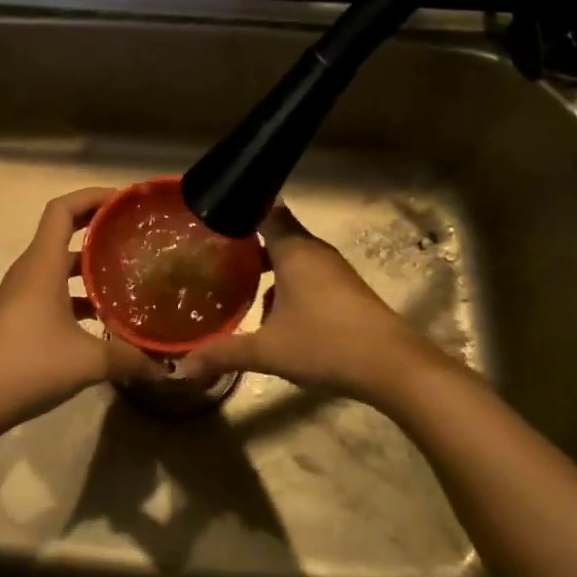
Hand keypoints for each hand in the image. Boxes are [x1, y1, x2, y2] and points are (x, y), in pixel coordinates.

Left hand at [0, 187, 160, 430]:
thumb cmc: (29, 365)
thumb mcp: (88, 361)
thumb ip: (130, 358)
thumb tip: (166, 366)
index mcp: (43, 264)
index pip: (63, 209)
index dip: (92, 196)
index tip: (125, 201)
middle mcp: (31, 269)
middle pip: (63, 230)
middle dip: (98, 226)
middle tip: (134, 232)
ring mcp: (22, 292)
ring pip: (59, 263)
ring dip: (90, 262)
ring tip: (127, 271)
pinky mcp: (20, 314)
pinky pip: (54, 288)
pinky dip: (78, 292)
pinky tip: (104, 316)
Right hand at [176, 204, 449, 402]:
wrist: (393, 367)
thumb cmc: (325, 344)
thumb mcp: (267, 351)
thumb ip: (223, 354)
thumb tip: (183, 367)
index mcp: (294, 250)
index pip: (265, 210)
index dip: (239, 209)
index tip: (212, 215)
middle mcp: (314, 252)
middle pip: (278, 232)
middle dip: (247, 241)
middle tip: (214, 251)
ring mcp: (334, 271)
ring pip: (293, 257)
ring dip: (268, 266)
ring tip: (237, 282)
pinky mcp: (346, 291)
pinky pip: (308, 275)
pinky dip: (287, 283)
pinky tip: (272, 313)